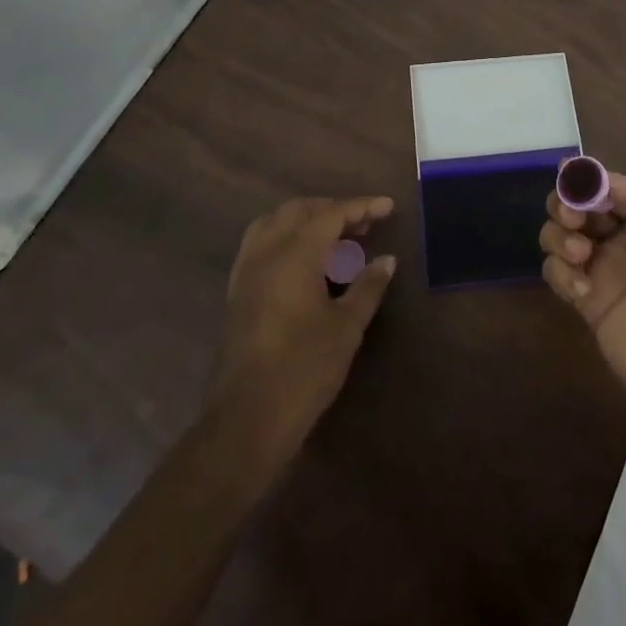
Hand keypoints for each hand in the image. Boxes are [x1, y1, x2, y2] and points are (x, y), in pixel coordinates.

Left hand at [205, 196, 397, 467]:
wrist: (248, 418)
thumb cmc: (304, 368)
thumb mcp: (347, 326)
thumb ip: (368, 286)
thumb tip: (387, 260)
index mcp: (295, 253)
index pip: (332, 214)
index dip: (362, 206)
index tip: (388, 207)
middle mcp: (266, 252)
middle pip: (299, 210)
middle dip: (333, 210)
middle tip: (363, 225)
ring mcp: (246, 271)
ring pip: (274, 223)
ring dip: (305, 220)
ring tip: (334, 238)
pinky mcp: (237, 292)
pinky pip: (260, 245)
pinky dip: (285, 238)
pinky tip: (304, 262)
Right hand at [541, 174, 625, 439]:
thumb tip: (613, 183)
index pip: (613, 184)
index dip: (592, 179)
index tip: (582, 185)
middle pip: (579, 204)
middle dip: (567, 201)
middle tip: (574, 218)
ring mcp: (606, 271)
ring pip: (560, 234)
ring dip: (558, 234)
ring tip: (580, 253)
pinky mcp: (590, 304)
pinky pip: (557, 274)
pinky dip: (560, 272)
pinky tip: (584, 290)